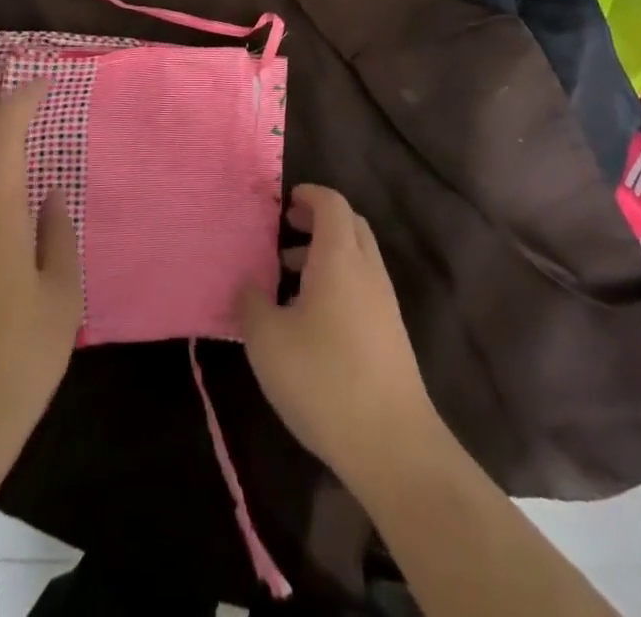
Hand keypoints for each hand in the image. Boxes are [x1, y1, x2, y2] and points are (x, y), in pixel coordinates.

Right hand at [235, 185, 437, 483]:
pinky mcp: (391, 334)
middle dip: (318, 221)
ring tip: (287, 278)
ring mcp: (384, 302)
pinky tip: (311, 319)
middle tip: (284, 233)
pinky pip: (362, 286)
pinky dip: (338, 281)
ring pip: (357, 257)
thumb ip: (250, 303)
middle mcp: (367, 269)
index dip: (308, 195)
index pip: (331, 203)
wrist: (393, 444)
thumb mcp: (267, 341)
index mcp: (339, 257)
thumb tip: (247, 284)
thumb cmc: (323, 378)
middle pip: (349, 225)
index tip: (283, 203)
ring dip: (326, 254)